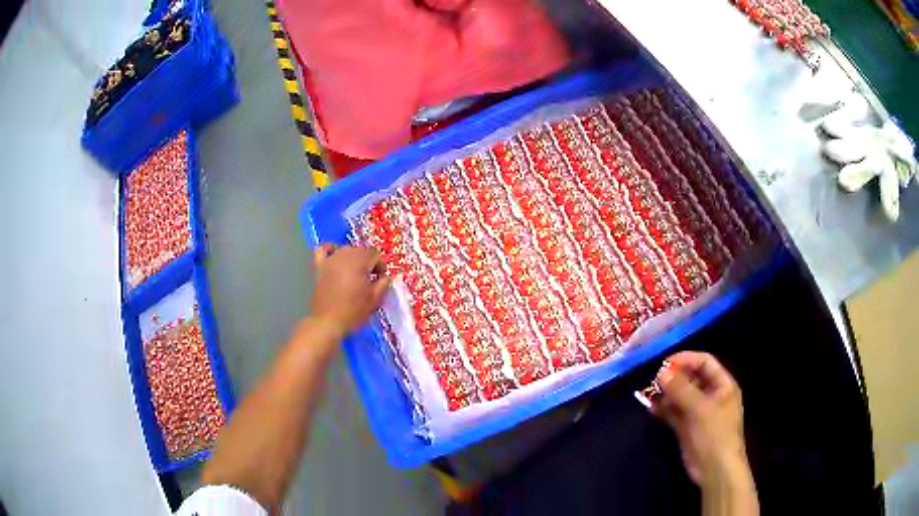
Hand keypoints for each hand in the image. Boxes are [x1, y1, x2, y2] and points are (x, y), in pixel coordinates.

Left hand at [310, 244, 391, 333]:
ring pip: (346, 249)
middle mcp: (345, 256)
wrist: (328, 323)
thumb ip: (384, 284)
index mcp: (360, 262)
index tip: (380, 280)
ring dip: (353, 257)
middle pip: (361, 250)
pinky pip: (323, 249)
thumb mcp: (374, 300)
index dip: (381, 267)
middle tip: (370, 279)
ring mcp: (331, 260)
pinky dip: (330, 249)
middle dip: (368, 262)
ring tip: (355, 273)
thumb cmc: (353, 312)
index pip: (376, 254)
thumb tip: (389, 276)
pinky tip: (335, 257)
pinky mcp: (319, 266)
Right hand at [653, 351, 748, 486]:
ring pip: (681, 396)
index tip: (665, 363)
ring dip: (666, 393)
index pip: (704, 362)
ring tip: (650, 393)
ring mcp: (698, 412)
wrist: (715, 470)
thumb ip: (681, 389)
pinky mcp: (687, 427)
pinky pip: (674, 413)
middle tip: (654, 380)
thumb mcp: (700, 408)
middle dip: (674, 377)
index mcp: (723, 385)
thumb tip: (661, 371)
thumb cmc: (715, 434)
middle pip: (691, 378)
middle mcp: (711, 395)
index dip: (686, 359)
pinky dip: (664, 409)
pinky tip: (651, 408)